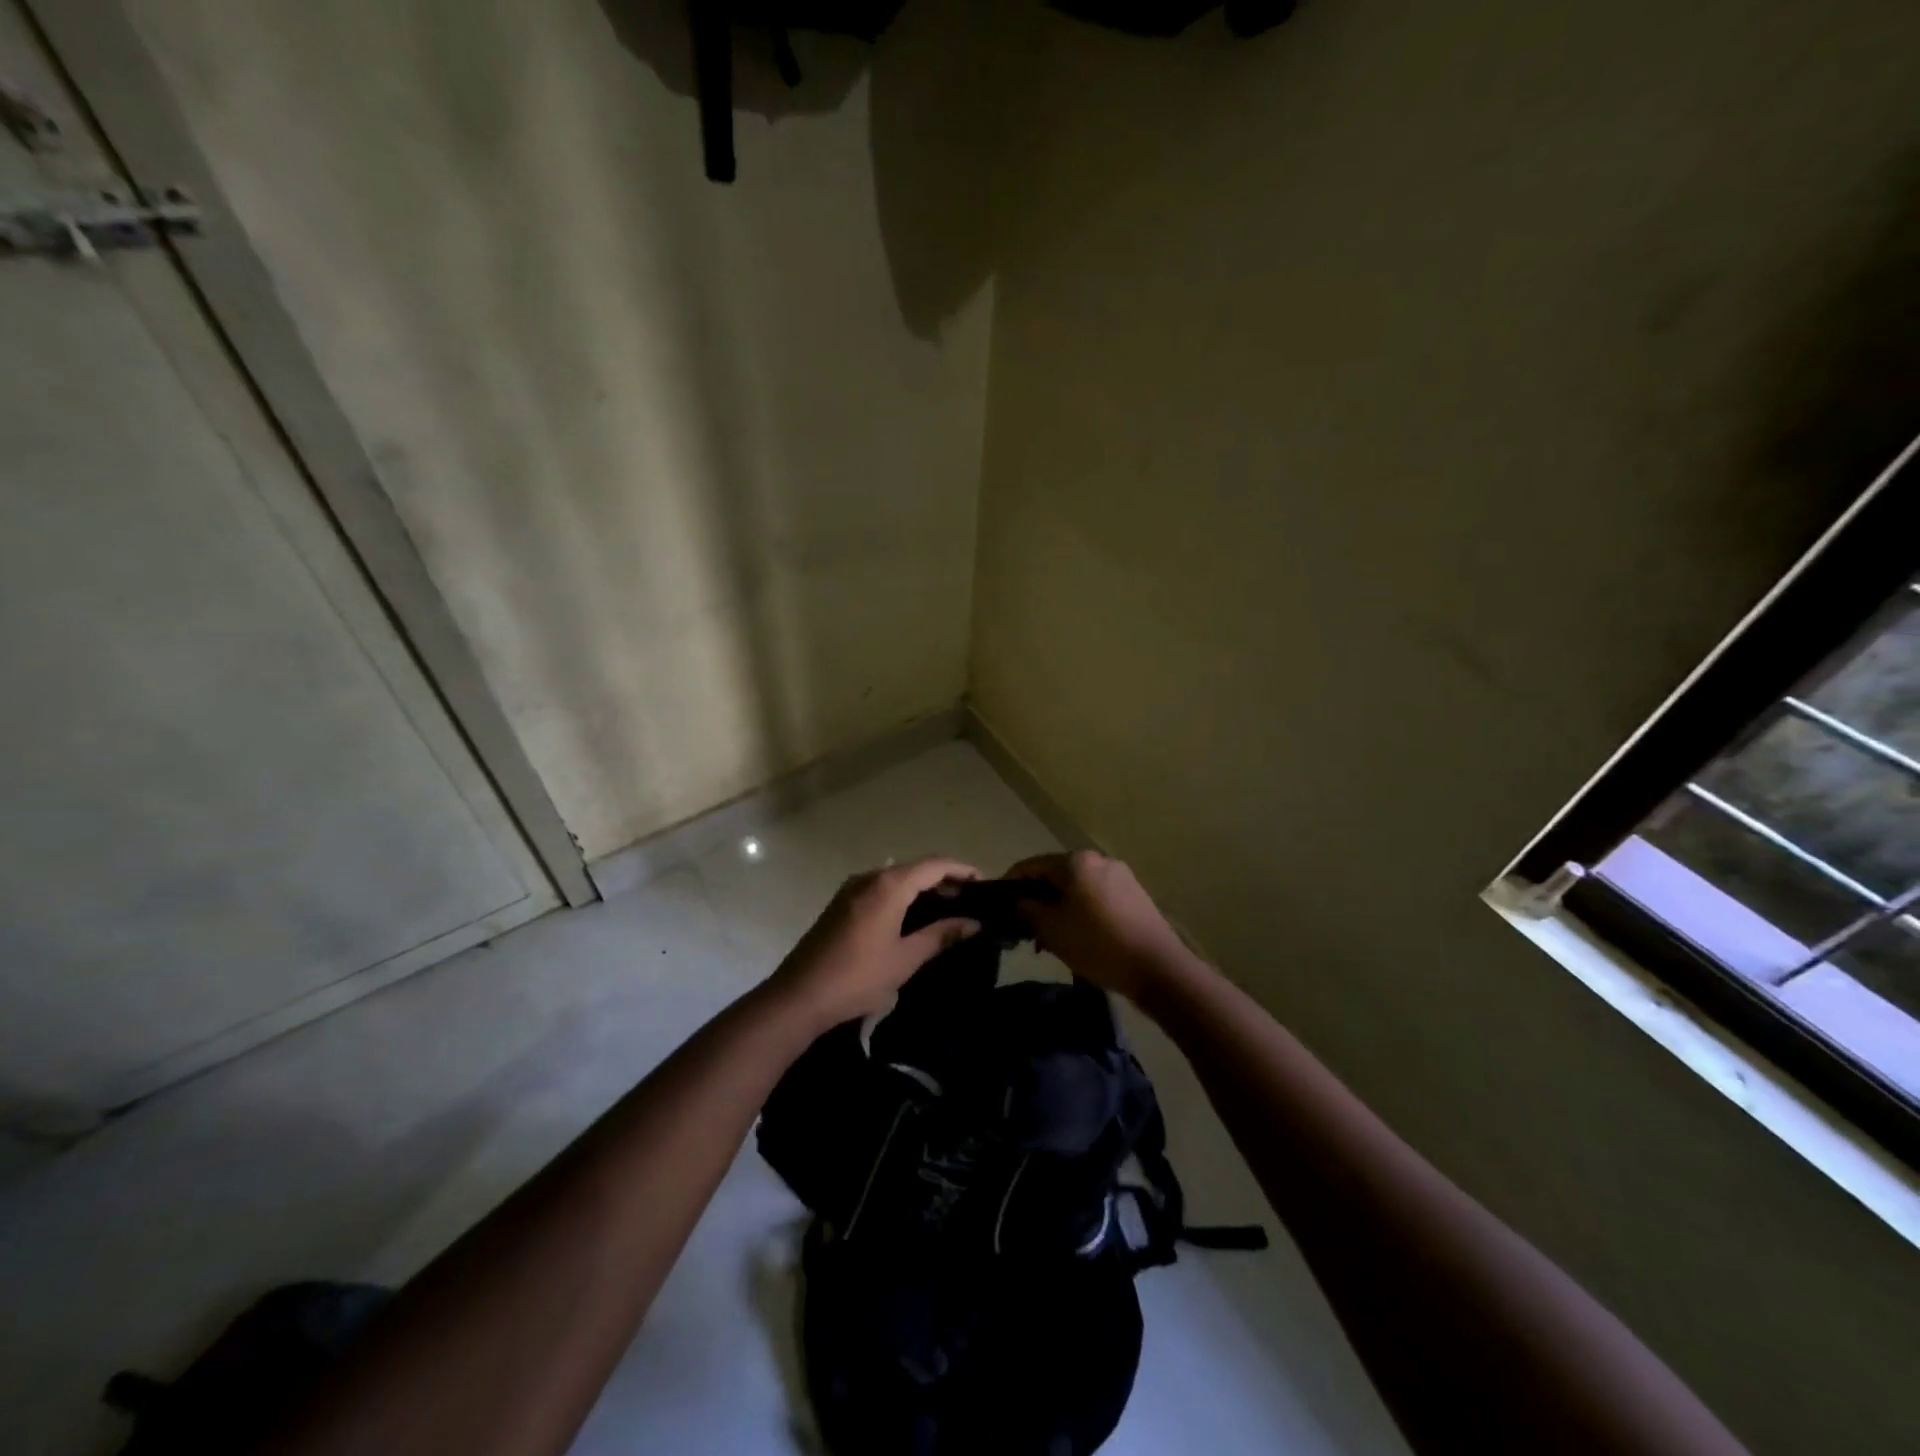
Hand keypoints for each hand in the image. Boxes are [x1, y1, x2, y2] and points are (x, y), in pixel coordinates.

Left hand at [772, 858, 981, 1025]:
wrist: (799, 996)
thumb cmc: (858, 977)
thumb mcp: (905, 958)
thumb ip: (941, 936)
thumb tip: (973, 924)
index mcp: (888, 885)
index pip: (934, 865)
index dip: (961, 870)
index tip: (985, 882)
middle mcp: (870, 877)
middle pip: (915, 868)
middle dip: (944, 880)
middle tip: (971, 900)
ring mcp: (852, 889)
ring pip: (897, 878)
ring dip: (923, 888)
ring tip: (948, 909)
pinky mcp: (841, 904)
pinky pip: (880, 889)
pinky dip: (903, 896)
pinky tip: (914, 917)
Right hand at [1003, 850, 1196, 1003]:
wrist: (1158, 967)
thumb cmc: (1097, 943)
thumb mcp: (1051, 929)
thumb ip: (1027, 909)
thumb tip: (1018, 901)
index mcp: (1075, 860)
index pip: (1030, 865)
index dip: (1010, 884)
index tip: (999, 907)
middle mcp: (1098, 859)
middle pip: (1056, 875)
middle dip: (1038, 899)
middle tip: (1026, 929)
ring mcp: (1120, 876)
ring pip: (1077, 887)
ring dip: (1060, 908)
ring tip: (1052, 939)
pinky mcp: (1135, 895)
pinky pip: (1097, 897)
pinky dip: (1082, 911)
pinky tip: (1080, 937)